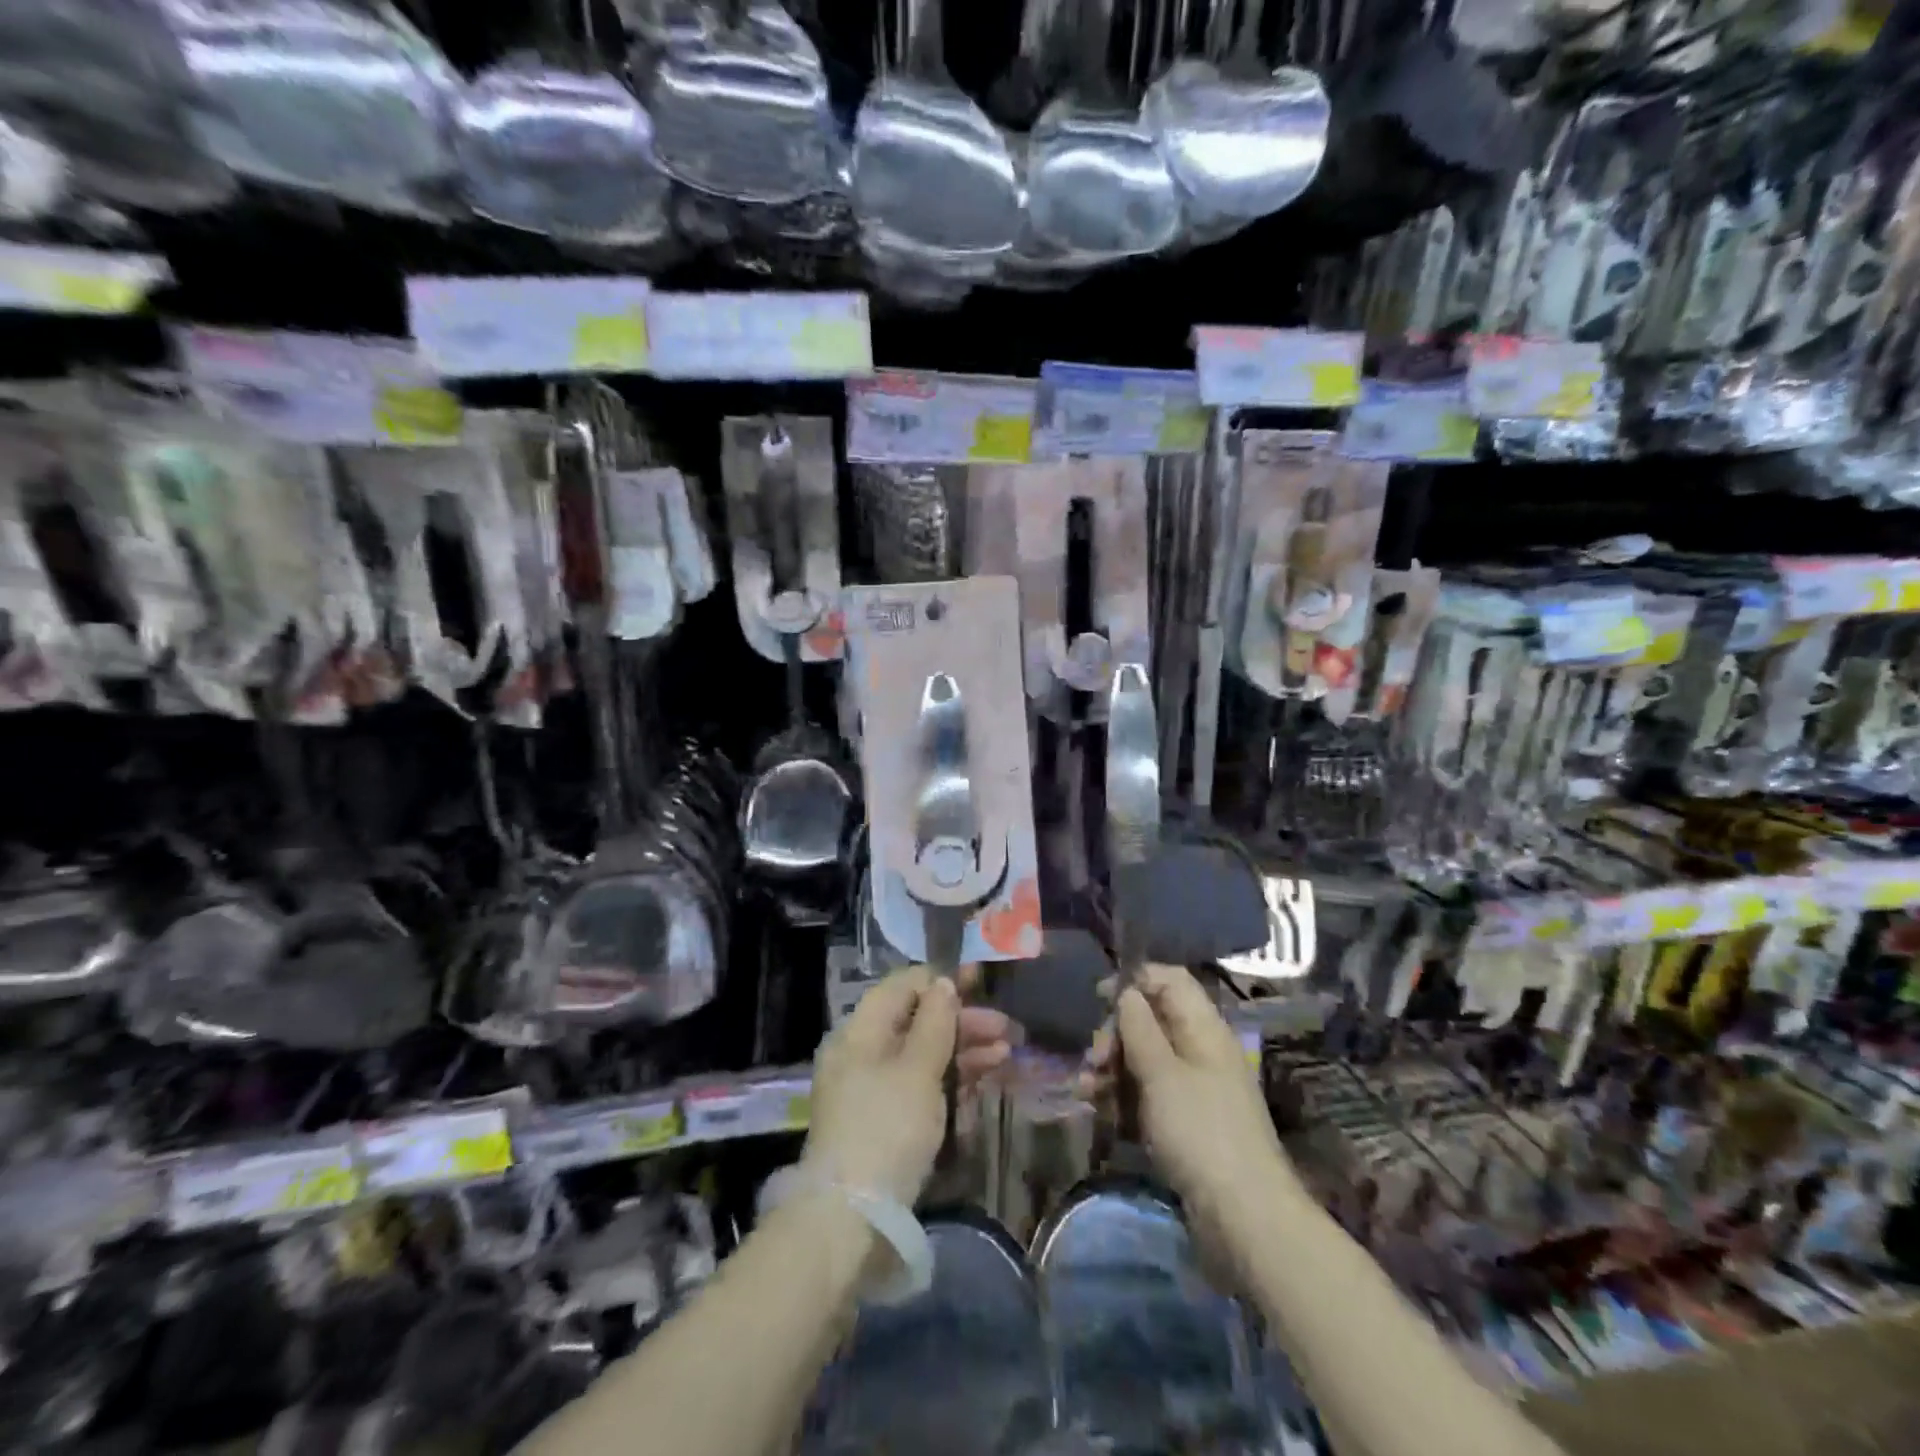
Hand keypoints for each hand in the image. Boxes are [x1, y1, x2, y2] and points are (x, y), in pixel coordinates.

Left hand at [803, 966, 1015, 1204]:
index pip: (902, 987)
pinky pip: (921, 1083)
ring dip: (964, 1048)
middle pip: (916, 1021)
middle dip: (961, 1020)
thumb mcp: (917, 1070)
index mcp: (859, 1032)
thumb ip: (935, 1023)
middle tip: (1005, 1027)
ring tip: (1007, 1051)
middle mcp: (862, 1053)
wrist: (854, 1219)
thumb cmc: (887, 1129)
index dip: (941, 980)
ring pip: (923, 1053)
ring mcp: (874, 1088)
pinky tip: (986, 1074)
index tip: (980, 980)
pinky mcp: (886, 1120)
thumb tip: (944, 983)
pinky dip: (952, 1076)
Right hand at [1081, 964, 1285, 1222]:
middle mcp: (1200, 1051)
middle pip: (1152, 1021)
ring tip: (1086, 1091)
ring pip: (1145, 1060)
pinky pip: (1149, 1095)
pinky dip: (1123, 1098)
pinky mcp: (1187, 1123)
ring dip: (1112, 1069)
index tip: (1099, 998)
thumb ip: (1139, 1027)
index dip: (1135, 981)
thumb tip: (1127, 991)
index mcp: (1204, 1028)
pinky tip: (1099, 1112)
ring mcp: (1195, 1089)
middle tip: (1093, 1059)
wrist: (1244, 1218)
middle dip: (1115, 1034)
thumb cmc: (1200, 1132)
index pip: (1169, 981)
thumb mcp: (1161, 1073)